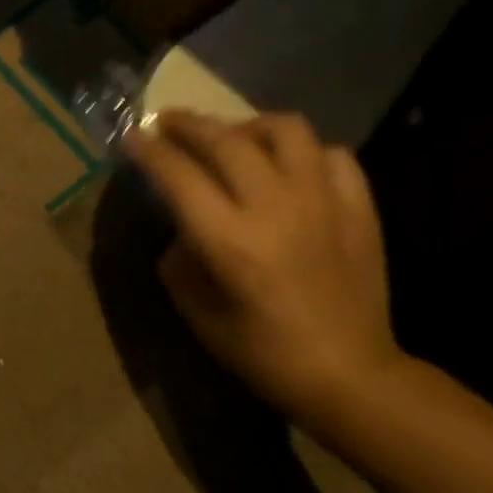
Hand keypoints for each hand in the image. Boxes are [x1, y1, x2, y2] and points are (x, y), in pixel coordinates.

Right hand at [125, 109, 403, 423]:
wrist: (346, 371)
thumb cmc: (260, 352)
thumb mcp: (197, 312)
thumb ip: (180, 261)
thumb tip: (182, 228)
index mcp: (229, 240)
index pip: (179, 176)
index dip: (150, 151)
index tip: (133, 136)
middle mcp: (275, 207)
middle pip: (226, 141)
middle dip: (188, 125)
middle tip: (167, 121)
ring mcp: (323, 201)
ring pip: (285, 131)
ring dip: (248, 125)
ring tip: (233, 137)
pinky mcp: (359, 206)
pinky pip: (331, 154)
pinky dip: (302, 151)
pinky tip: (289, 167)